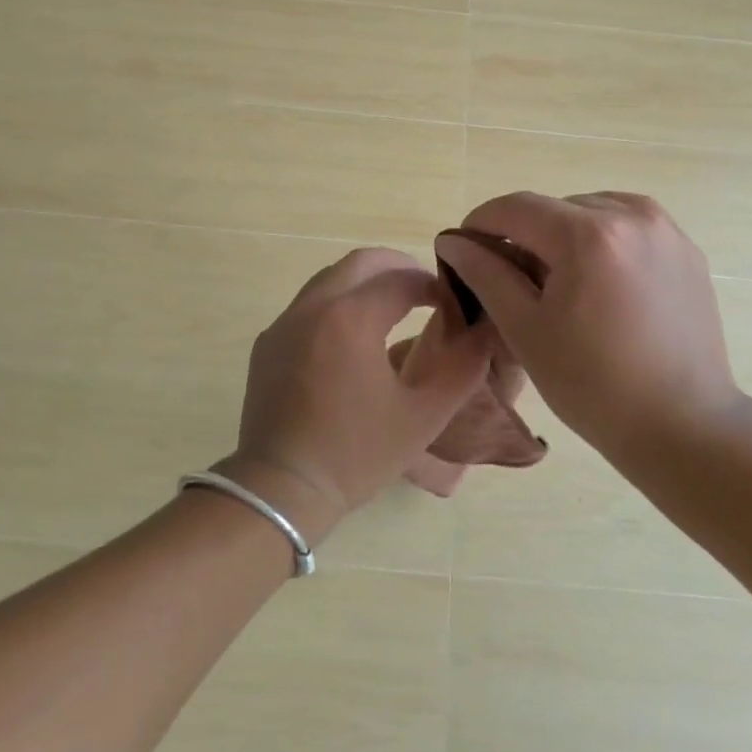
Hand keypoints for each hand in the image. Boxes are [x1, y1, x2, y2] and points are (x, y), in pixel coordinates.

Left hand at [216, 248, 492, 544]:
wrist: (281, 489)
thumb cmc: (357, 453)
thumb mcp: (423, 415)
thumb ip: (462, 366)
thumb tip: (484, 328)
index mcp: (351, 317)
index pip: (401, 279)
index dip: (433, 285)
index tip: (453, 305)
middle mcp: (313, 306)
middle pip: (360, 262)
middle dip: (397, 267)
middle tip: (424, 290)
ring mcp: (284, 323)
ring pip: (330, 278)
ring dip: (364, 282)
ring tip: (392, 308)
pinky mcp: (267, 343)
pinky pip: (307, 305)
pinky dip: (336, 304)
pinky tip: (351, 339)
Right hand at [433, 193, 741, 459]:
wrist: (684, 426)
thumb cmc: (593, 385)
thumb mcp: (525, 329)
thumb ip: (485, 274)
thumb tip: (453, 242)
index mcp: (588, 235)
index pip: (515, 207)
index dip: (480, 224)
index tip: (464, 251)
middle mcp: (631, 215)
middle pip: (553, 208)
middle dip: (523, 236)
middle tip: (512, 282)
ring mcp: (664, 230)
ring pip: (590, 212)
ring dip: (563, 236)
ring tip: (560, 285)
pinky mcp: (685, 249)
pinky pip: (626, 226)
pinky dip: (601, 242)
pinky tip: (599, 285)